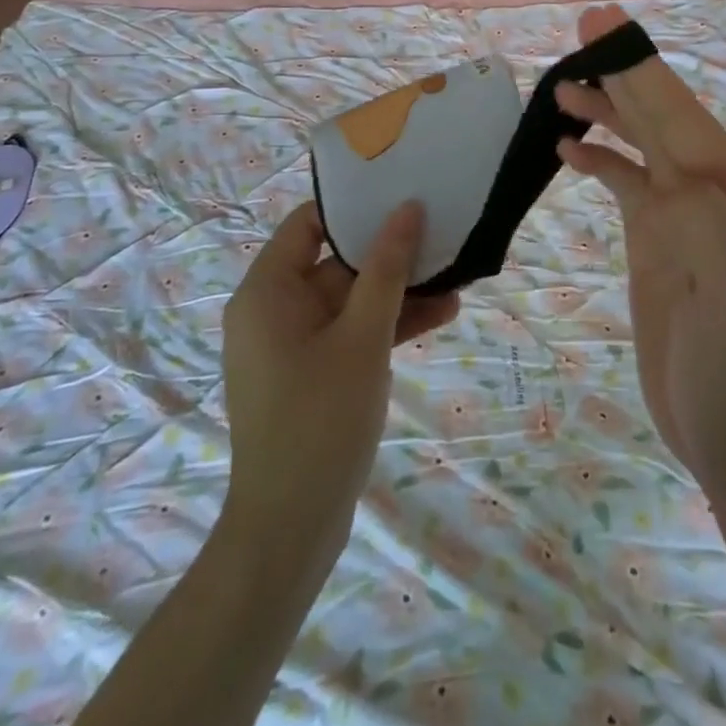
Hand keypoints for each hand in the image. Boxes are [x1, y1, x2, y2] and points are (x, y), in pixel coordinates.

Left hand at [222, 201, 459, 540]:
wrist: (290, 530)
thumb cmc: (320, 419)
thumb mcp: (362, 336)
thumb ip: (386, 269)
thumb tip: (407, 209)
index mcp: (268, 291)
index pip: (309, 223)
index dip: (354, 207)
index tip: (401, 195)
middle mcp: (274, 310)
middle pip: (336, 262)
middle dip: (390, 254)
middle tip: (442, 236)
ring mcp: (293, 345)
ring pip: (351, 300)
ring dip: (399, 292)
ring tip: (457, 280)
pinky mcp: (312, 373)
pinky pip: (351, 333)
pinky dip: (388, 325)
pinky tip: (441, 315)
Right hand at [555, 5, 725, 487]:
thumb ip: (709, 224)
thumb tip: (666, 169)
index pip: (679, 115)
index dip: (641, 67)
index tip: (604, 25)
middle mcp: (710, 190)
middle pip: (659, 116)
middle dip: (623, 71)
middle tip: (582, 30)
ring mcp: (681, 213)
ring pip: (640, 142)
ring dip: (604, 111)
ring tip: (560, 89)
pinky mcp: (656, 237)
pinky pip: (624, 180)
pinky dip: (598, 157)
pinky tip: (567, 147)